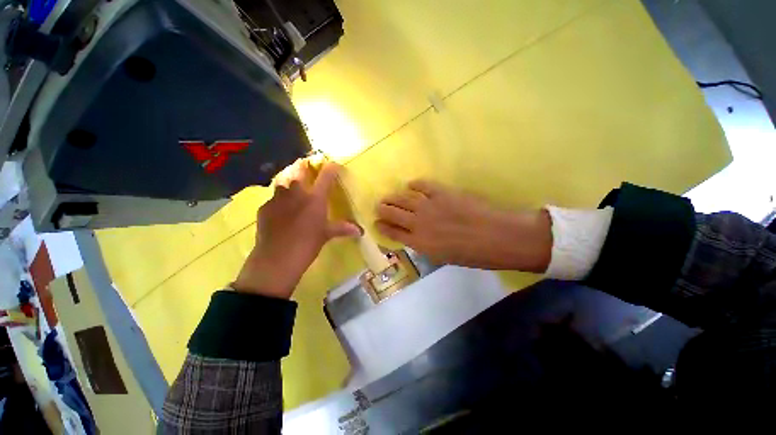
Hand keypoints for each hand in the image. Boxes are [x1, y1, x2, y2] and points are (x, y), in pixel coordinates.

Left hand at [233, 160, 360, 298]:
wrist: (277, 258)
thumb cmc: (307, 244)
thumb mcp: (326, 235)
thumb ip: (342, 229)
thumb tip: (360, 231)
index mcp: (315, 199)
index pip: (326, 177)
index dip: (331, 168)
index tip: (334, 165)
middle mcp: (296, 193)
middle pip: (298, 170)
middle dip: (303, 166)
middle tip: (305, 166)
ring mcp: (277, 198)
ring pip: (283, 181)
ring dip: (289, 181)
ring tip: (292, 187)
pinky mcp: (264, 207)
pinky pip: (273, 199)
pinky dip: (278, 200)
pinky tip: (280, 210)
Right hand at [375, 180, 551, 271]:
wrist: (498, 237)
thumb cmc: (473, 255)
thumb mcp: (444, 258)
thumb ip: (426, 246)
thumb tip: (416, 237)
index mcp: (419, 243)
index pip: (393, 233)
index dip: (382, 227)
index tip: (376, 223)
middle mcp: (419, 223)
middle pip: (393, 213)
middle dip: (383, 210)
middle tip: (378, 206)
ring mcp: (429, 206)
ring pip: (403, 199)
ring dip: (392, 197)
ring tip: (387, 197)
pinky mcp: (442, 192)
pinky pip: (422, 185)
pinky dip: (414, 185)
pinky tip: (410, 186)